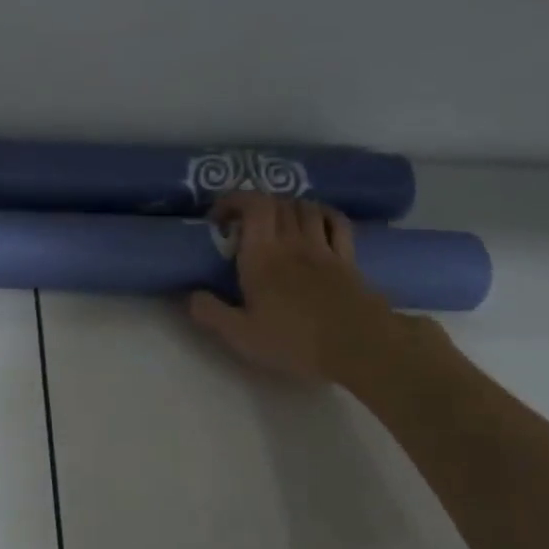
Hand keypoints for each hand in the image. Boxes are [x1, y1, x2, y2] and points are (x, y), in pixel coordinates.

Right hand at [187, 195, 403, 385]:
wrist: (358, 348)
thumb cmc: (294, 341)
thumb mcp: (241, 335)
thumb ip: (210, 312)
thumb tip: (190, 294)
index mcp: (262, 256)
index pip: (253, 204)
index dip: (235, 200)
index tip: (219, 217)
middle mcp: (292, 242)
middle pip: (278, 202)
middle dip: (257, 206)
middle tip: (243, 226)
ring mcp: (324, 248)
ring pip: (306, 207)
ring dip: (287, 207)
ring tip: (277, 225)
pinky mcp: (348, 259)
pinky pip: (336, 222)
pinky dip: (322, 214)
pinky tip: (316, 224)